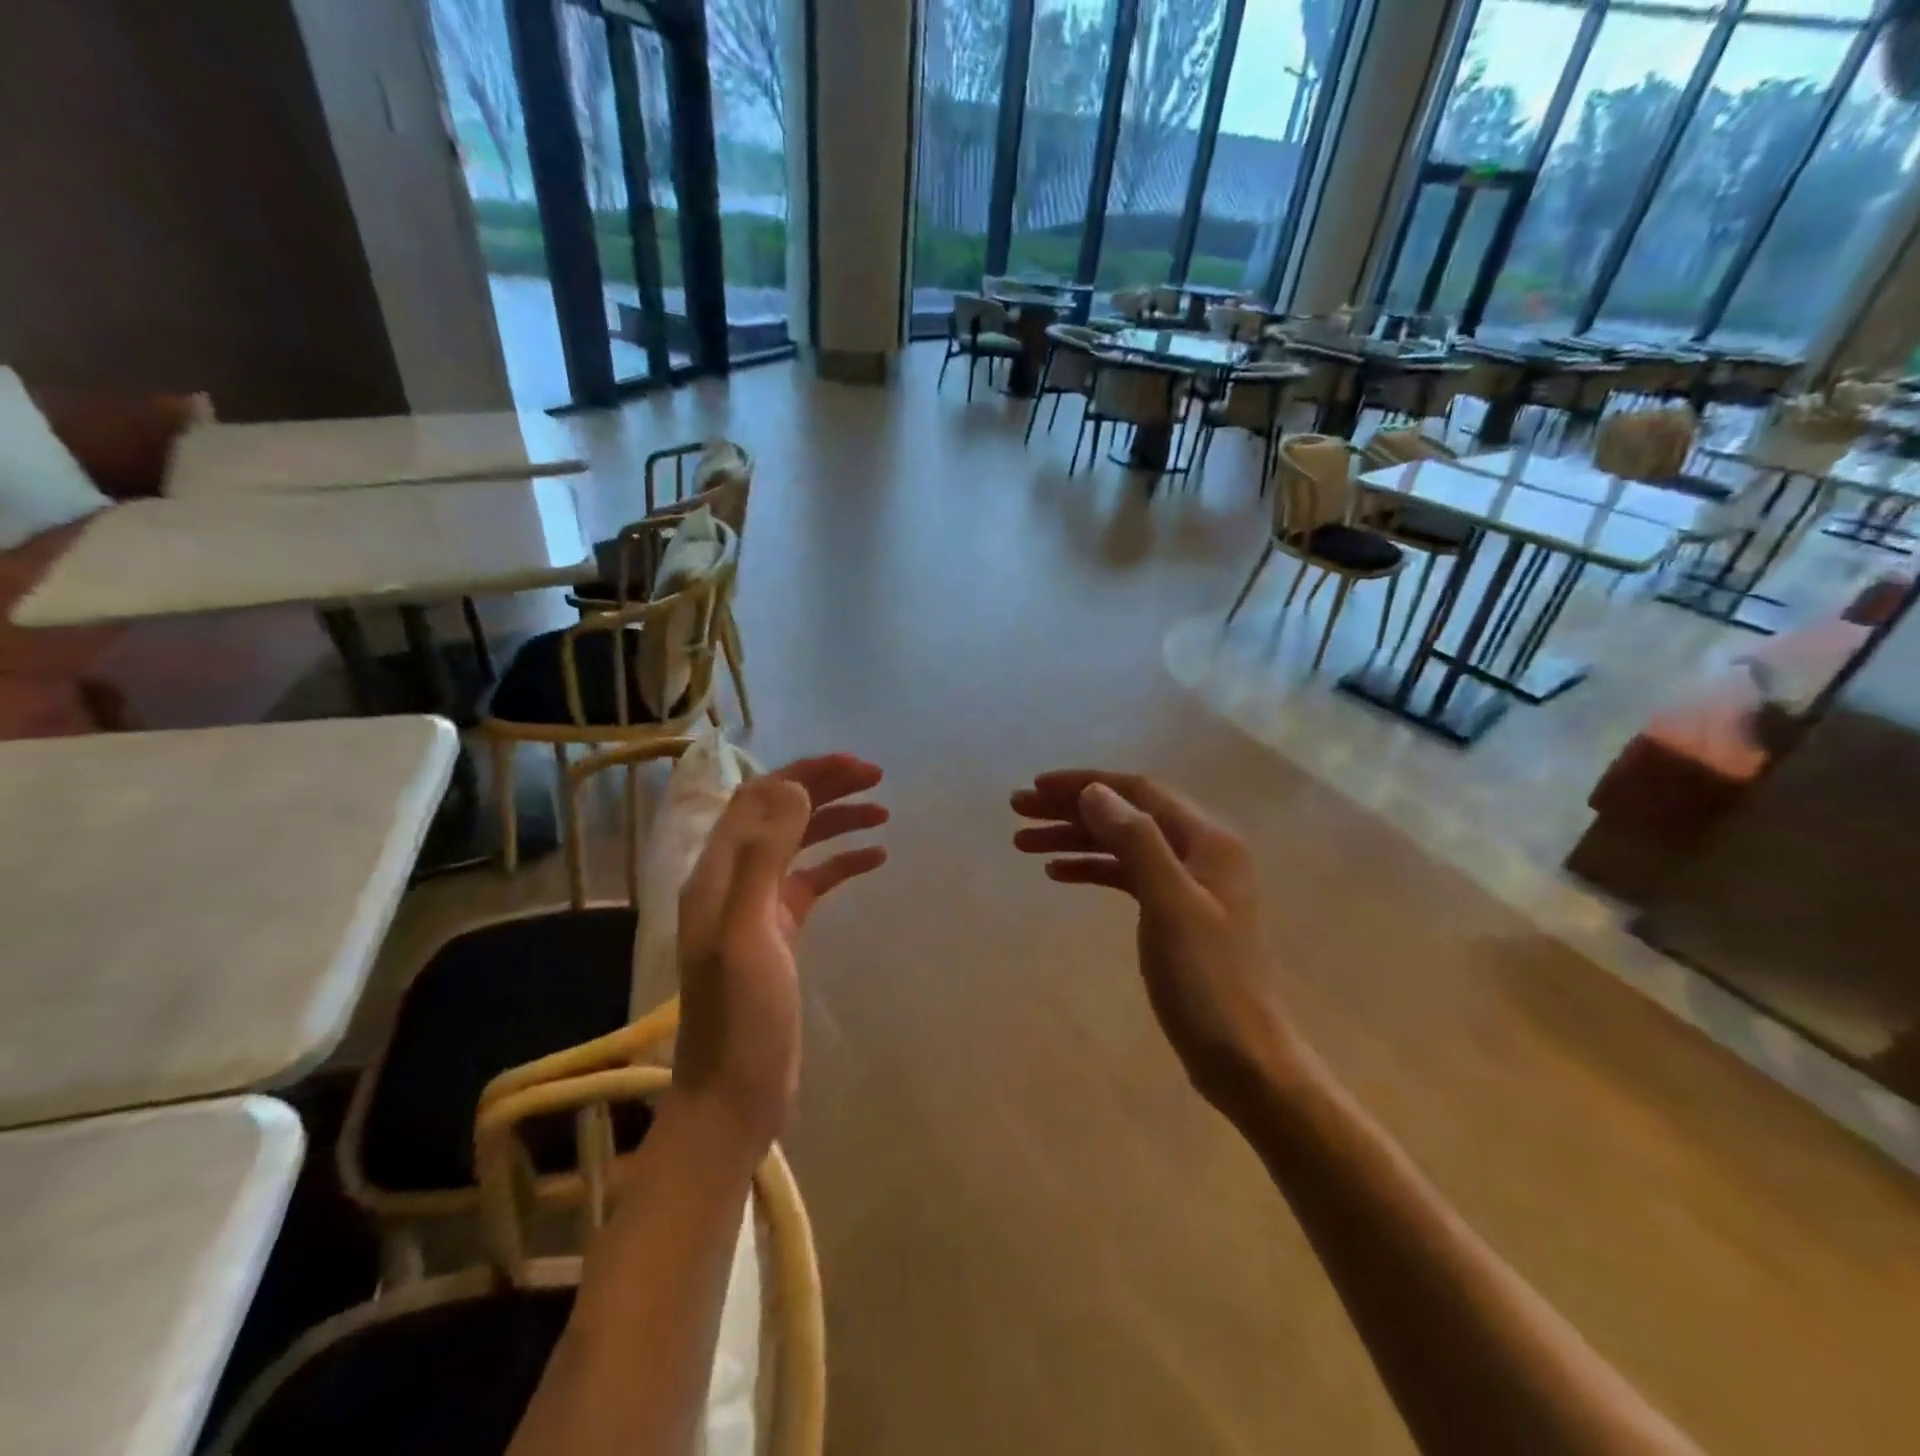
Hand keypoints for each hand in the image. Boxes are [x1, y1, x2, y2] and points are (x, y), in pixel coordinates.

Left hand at [676, 755, 887, 1147]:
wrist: (734, 1096)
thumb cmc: (741, 1018)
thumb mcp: (748, 933)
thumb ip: (764, 857)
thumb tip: (793, 785)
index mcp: (717, 872)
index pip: (758, 797)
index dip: (805, 772)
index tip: (857, 767)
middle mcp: (733, 879)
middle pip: (780, 813)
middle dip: (826, 787)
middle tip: (877, 778)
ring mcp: (757, 906)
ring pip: (799, 843)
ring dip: (837, 820)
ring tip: (883, 812)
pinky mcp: (780, 932)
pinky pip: (813, 881)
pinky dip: (842, 862)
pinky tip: (876, 858)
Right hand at [1011, 770, 1294, 1116]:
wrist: (1243, 1058)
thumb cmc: (1207, 980)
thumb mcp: (1169, 904)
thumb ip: (1135, 841)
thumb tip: (1093, 791)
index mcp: (1207, 840)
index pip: (1137, 791)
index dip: (1084, 784)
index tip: (1035, 788)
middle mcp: (1199, 852)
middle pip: (1126, 814)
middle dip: (1071, 808)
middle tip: (1018, 811)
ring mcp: (1187, 884)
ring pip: (1122, 845)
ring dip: (1075, 838)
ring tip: (1023, 842)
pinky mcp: (1174, 914)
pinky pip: (1126, 876)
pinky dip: (1092, 868)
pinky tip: (1058, 873)